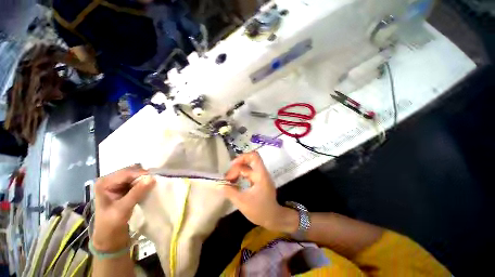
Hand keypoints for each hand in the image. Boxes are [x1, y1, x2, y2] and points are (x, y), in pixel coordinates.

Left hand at [92, 165, 155, 251]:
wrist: (109, 237)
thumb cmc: (111, 224)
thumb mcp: (123, 209)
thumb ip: (136, 193)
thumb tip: (152, 178)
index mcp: (104, 182)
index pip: (127, 173)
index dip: (142, 174)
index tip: (155, 178)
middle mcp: (110, 179)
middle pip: (131, 171)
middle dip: (144, 176)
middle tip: (155, 182)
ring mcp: (116, 183)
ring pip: (135, 175)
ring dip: (145, 179)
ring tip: (153, 184)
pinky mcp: (123, 187)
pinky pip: (137, 180)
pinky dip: (144, 182)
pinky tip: (148, 187)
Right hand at [222, 152, 298, 232]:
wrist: (273, 219)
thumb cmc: (260, 210)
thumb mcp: (242, 202)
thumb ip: (230, 192)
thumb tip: (219, 185)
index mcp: (260, 174)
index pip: (254, 156)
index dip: (243, 157)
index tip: (232, 165)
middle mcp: (261, 173)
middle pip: (248, 163)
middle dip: (236, 168)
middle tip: (227, 179)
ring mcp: (260, 177)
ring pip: (247, 169)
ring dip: (237, 173)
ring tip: (228, 181)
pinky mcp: (258, 182)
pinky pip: (248, 175)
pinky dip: (240, 177)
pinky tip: (233, 184)